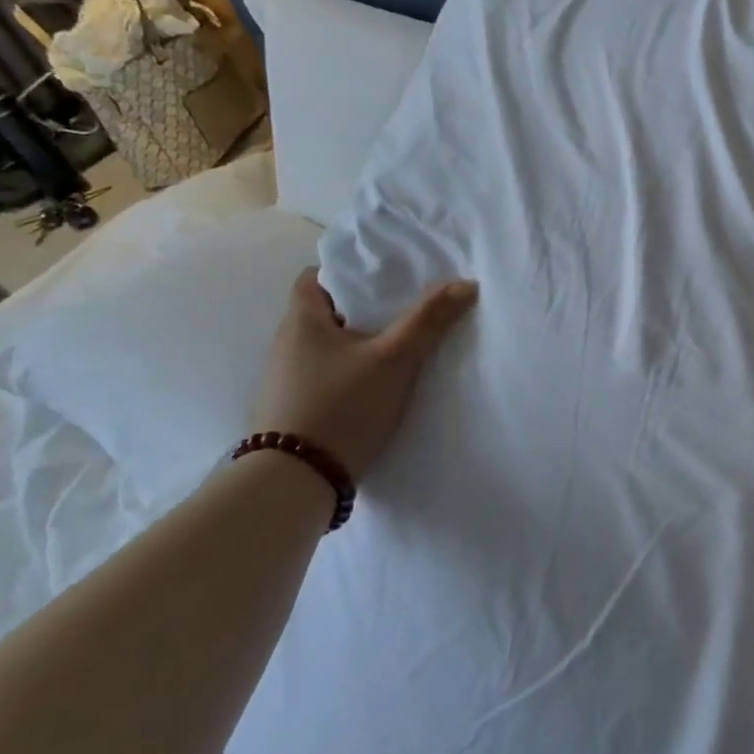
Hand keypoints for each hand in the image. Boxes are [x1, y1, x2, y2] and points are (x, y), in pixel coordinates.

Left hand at [252, 269, 478, 479]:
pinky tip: (378, 384)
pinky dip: (352, 370)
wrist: (296, 481)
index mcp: (301, 320)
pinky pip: (327, 374)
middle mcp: (287, 344)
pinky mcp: (295, 408)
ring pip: (329, 345)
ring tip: (400, 346)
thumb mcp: (395, 359)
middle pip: (327, 311)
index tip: (386, 277)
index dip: (350, 271)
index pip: (317, 277)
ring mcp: (287, 379)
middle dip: (365, 308)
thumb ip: (429, 320)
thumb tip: (466, 283)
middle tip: (406, 308)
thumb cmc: (342, 405)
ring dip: (360, 342)